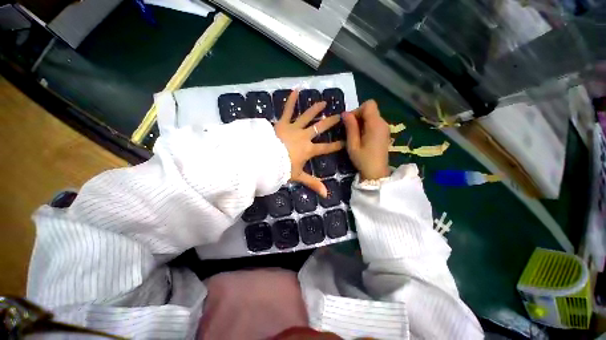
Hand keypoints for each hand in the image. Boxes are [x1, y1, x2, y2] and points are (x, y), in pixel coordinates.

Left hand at [274, 90, 343, 196]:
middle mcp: (304, 136)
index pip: (326, 148)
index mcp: (309, 150)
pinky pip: (287, 110)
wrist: (264, 159)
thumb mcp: (298, 176)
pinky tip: (295, 90)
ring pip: (307, 116)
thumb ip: (313, 184)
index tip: (346, 141)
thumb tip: (326, 195)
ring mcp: (294, 128)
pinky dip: (291, 100)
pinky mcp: (282, 123)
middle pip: (320, 128)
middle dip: (331, 122)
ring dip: (316, 109)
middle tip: (340, 116)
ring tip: (324, 102)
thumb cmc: (282, 168)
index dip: (337, 145)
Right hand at [342, 100, 390, 180]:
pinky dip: (366, 127)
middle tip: (350, 131)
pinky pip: (374, 123)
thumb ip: (350, 127)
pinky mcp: (384, 133)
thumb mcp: (353, 145)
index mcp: (375, 124)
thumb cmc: (363, 160)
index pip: (369, 105)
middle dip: (358, 116)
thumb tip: (345, 113)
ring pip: (372, 116)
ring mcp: (385, 128)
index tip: (349, 123)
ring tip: (355, 136)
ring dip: (361, 122)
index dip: (357, 110)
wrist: (377, 173)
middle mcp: (383, 123)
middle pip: (370, 110)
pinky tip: (362, 138)